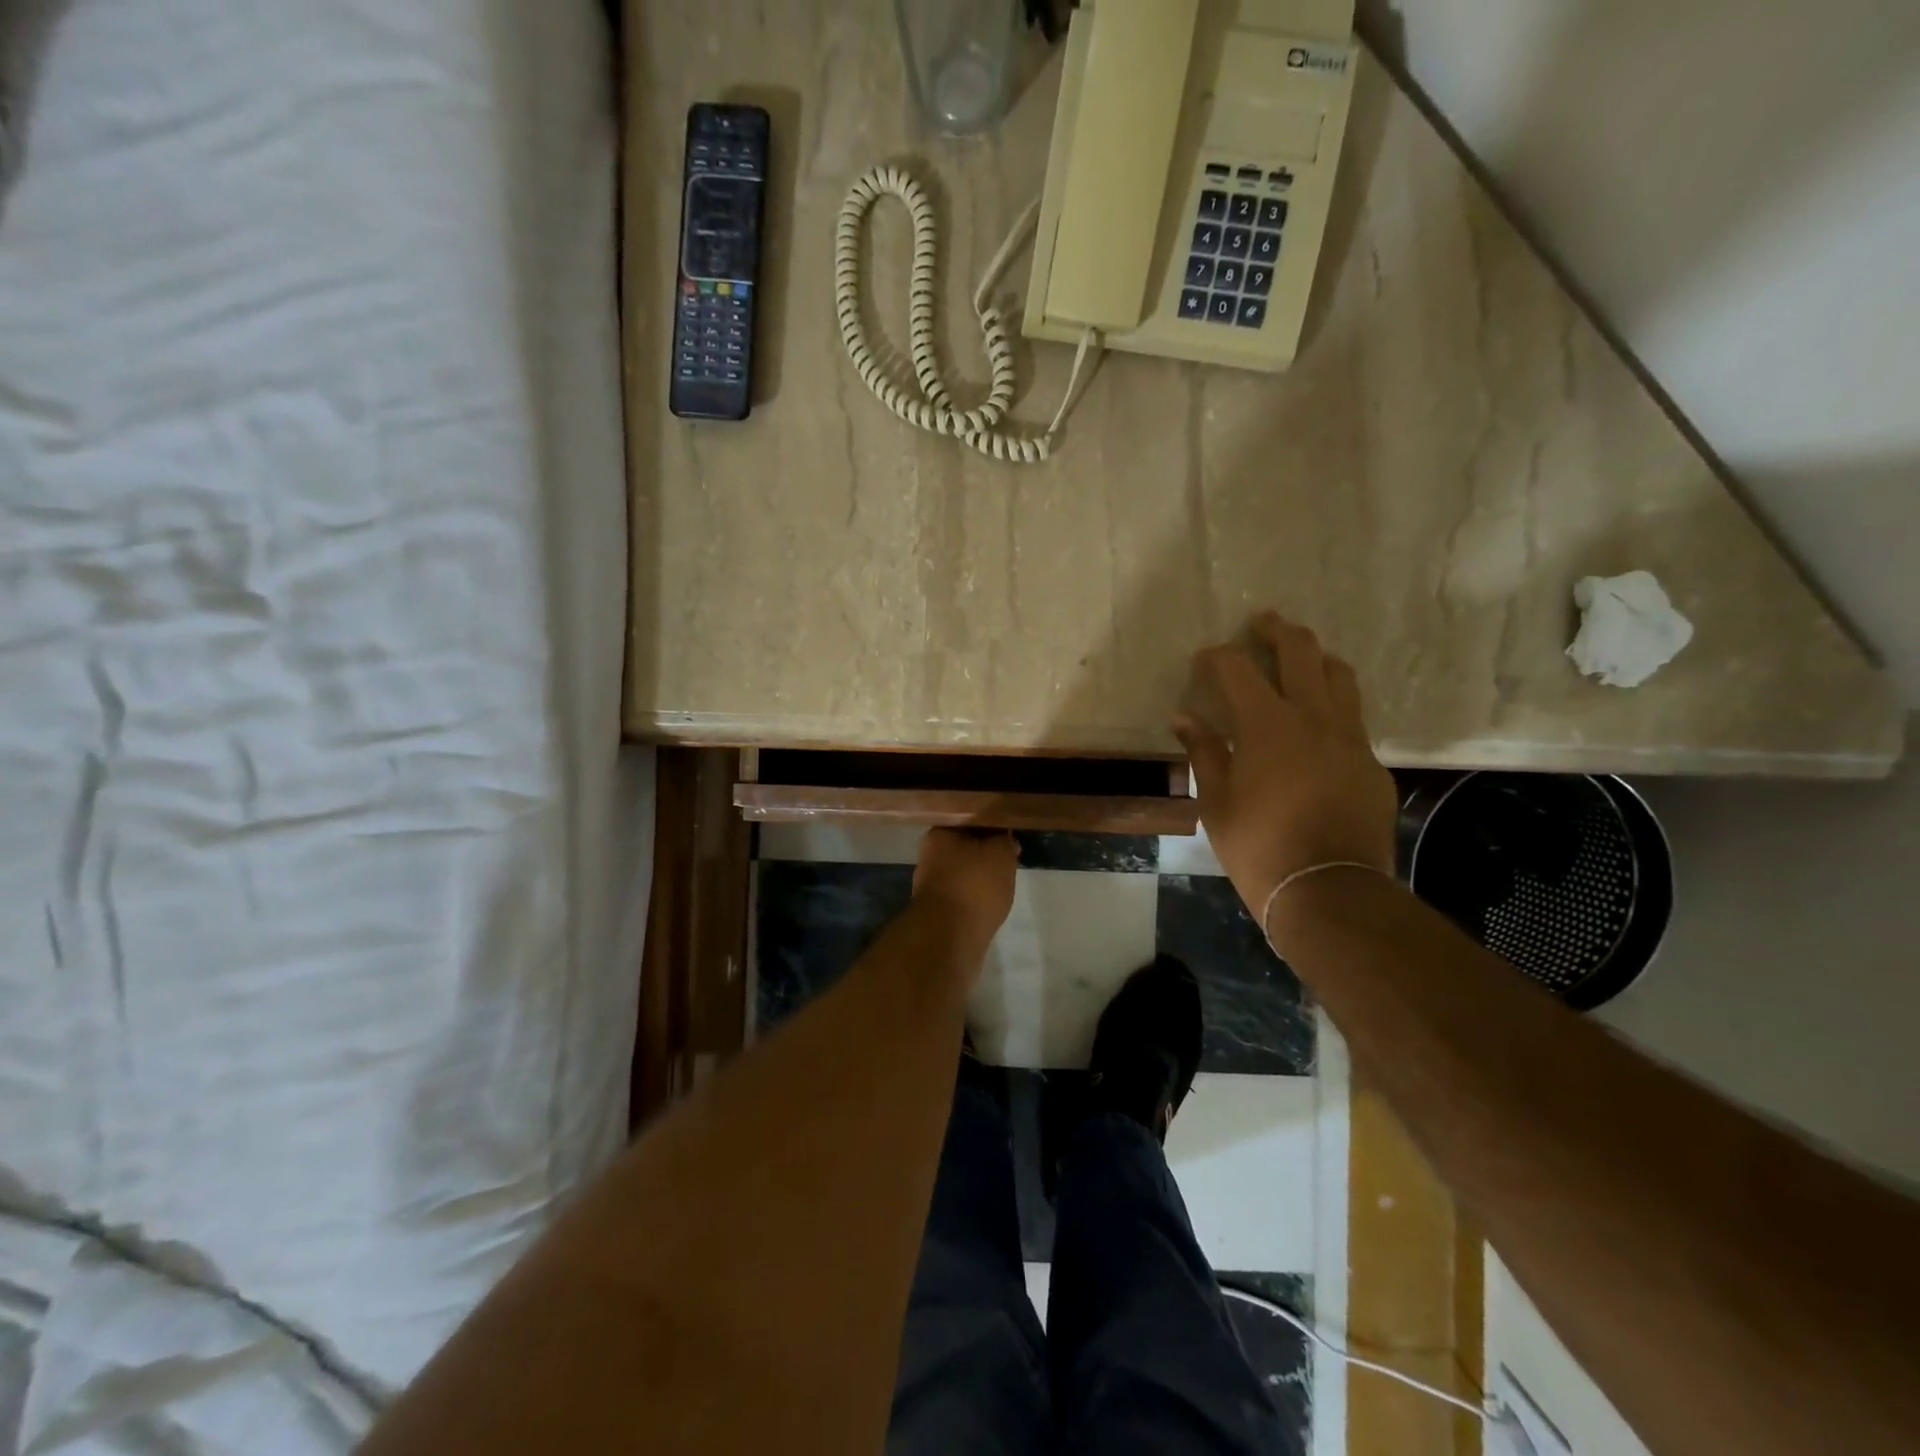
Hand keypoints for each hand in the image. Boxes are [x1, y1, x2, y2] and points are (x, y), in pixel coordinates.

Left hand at [913, 828, 1018, 951]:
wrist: (951, 937)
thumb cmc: (974, 885)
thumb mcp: (1000, 852)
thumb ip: (1004, 839)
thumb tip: (1004, 837)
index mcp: (938, 834)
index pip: (969, 819)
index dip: (992, 824)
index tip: (1010, 832)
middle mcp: (930, 856)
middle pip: (966, 846)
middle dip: (988, 851)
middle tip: (1011, 856)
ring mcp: (932, 884)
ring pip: (965, 871)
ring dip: (983, 874)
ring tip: (1006, 879)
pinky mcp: (939, 909)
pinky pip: (964, 893)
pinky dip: (978, 895)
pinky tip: (993, 900)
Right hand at [1173, 613, 1396, 924]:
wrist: (1329, 891)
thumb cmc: (1258, 847)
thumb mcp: (1216, 802)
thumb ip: (1203, 752)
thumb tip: (1183, 718)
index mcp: (1266, 725)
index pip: (1238, 669)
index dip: (1217, 656)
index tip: (1203, 659)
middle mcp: (1313, 718)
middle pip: (1300, 652)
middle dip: (1276, 631)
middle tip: (1261, 622)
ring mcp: (1349, 738)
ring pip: (1339, 676)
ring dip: (1316, 658)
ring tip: (1300, 658)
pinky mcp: (1371, 763)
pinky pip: (1353, 717)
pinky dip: (1333, 703)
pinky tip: (1318, 722)